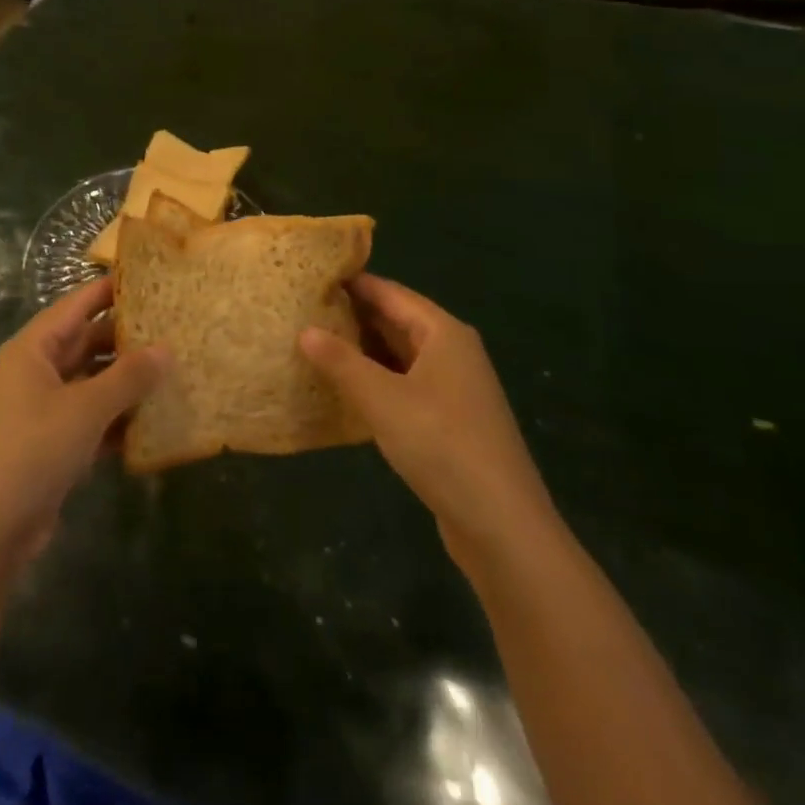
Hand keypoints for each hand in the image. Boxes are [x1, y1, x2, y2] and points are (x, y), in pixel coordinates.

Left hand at [0, 279, 167, 568]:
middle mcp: (36, 371)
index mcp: (33, 349)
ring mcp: (44, 408)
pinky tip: (155, 421)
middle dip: (127, 338)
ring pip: (93, 381)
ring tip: (174, 370)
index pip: (77, 304)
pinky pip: (92, 417)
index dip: (110, 290)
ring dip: (127, 380)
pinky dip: (118, 417)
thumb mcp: (86, 408)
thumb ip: (128, 377)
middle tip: (173, 329)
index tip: (150, 280)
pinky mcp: (53, 442)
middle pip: (87, 342)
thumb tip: (167, 348)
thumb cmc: (33, 451)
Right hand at [298, 274, 557, 565]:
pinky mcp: (449, 421)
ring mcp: (453, 388)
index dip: (352, 283)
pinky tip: (344, 389)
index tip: (310, 278)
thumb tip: (304, 330)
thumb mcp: (383, 399)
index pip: (390, 293)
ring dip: (362, 351)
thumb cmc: (442, 445)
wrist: (502, 526)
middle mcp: (452, 352)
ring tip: (313, 344)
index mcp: (443, 333)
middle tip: (302, 310)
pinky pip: (405, 385)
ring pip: (399, 355)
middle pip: (396, 321)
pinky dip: (376, 381)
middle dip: (352, 316)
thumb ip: (341, 362)